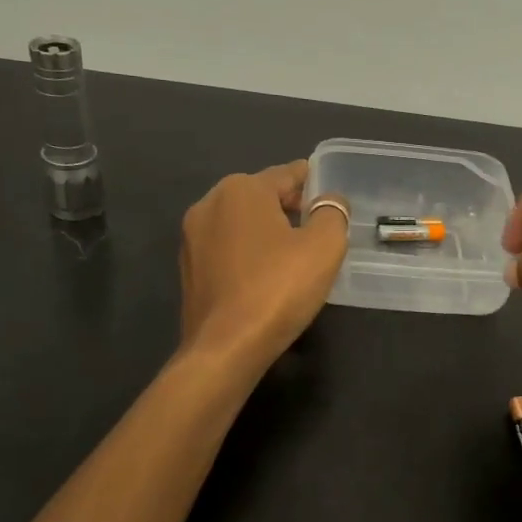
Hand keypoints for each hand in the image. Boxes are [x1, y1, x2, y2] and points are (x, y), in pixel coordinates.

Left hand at [179, 161, 347, 371]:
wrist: (226, 347)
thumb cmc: (278, 288)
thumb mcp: (324, 246)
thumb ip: (332, 213)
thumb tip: (330, 200)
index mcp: (241, 189)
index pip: (287, 174)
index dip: (313, 182)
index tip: (331, 194)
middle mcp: (209, 204)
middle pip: (262, 196)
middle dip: (291, 207)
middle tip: (320, 227)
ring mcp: (192, 238)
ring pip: (242, 224)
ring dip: (268, 231)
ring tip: (296, 253)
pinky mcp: (189, 270)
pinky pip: (228, 250)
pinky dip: (249, 254)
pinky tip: (267, 276)